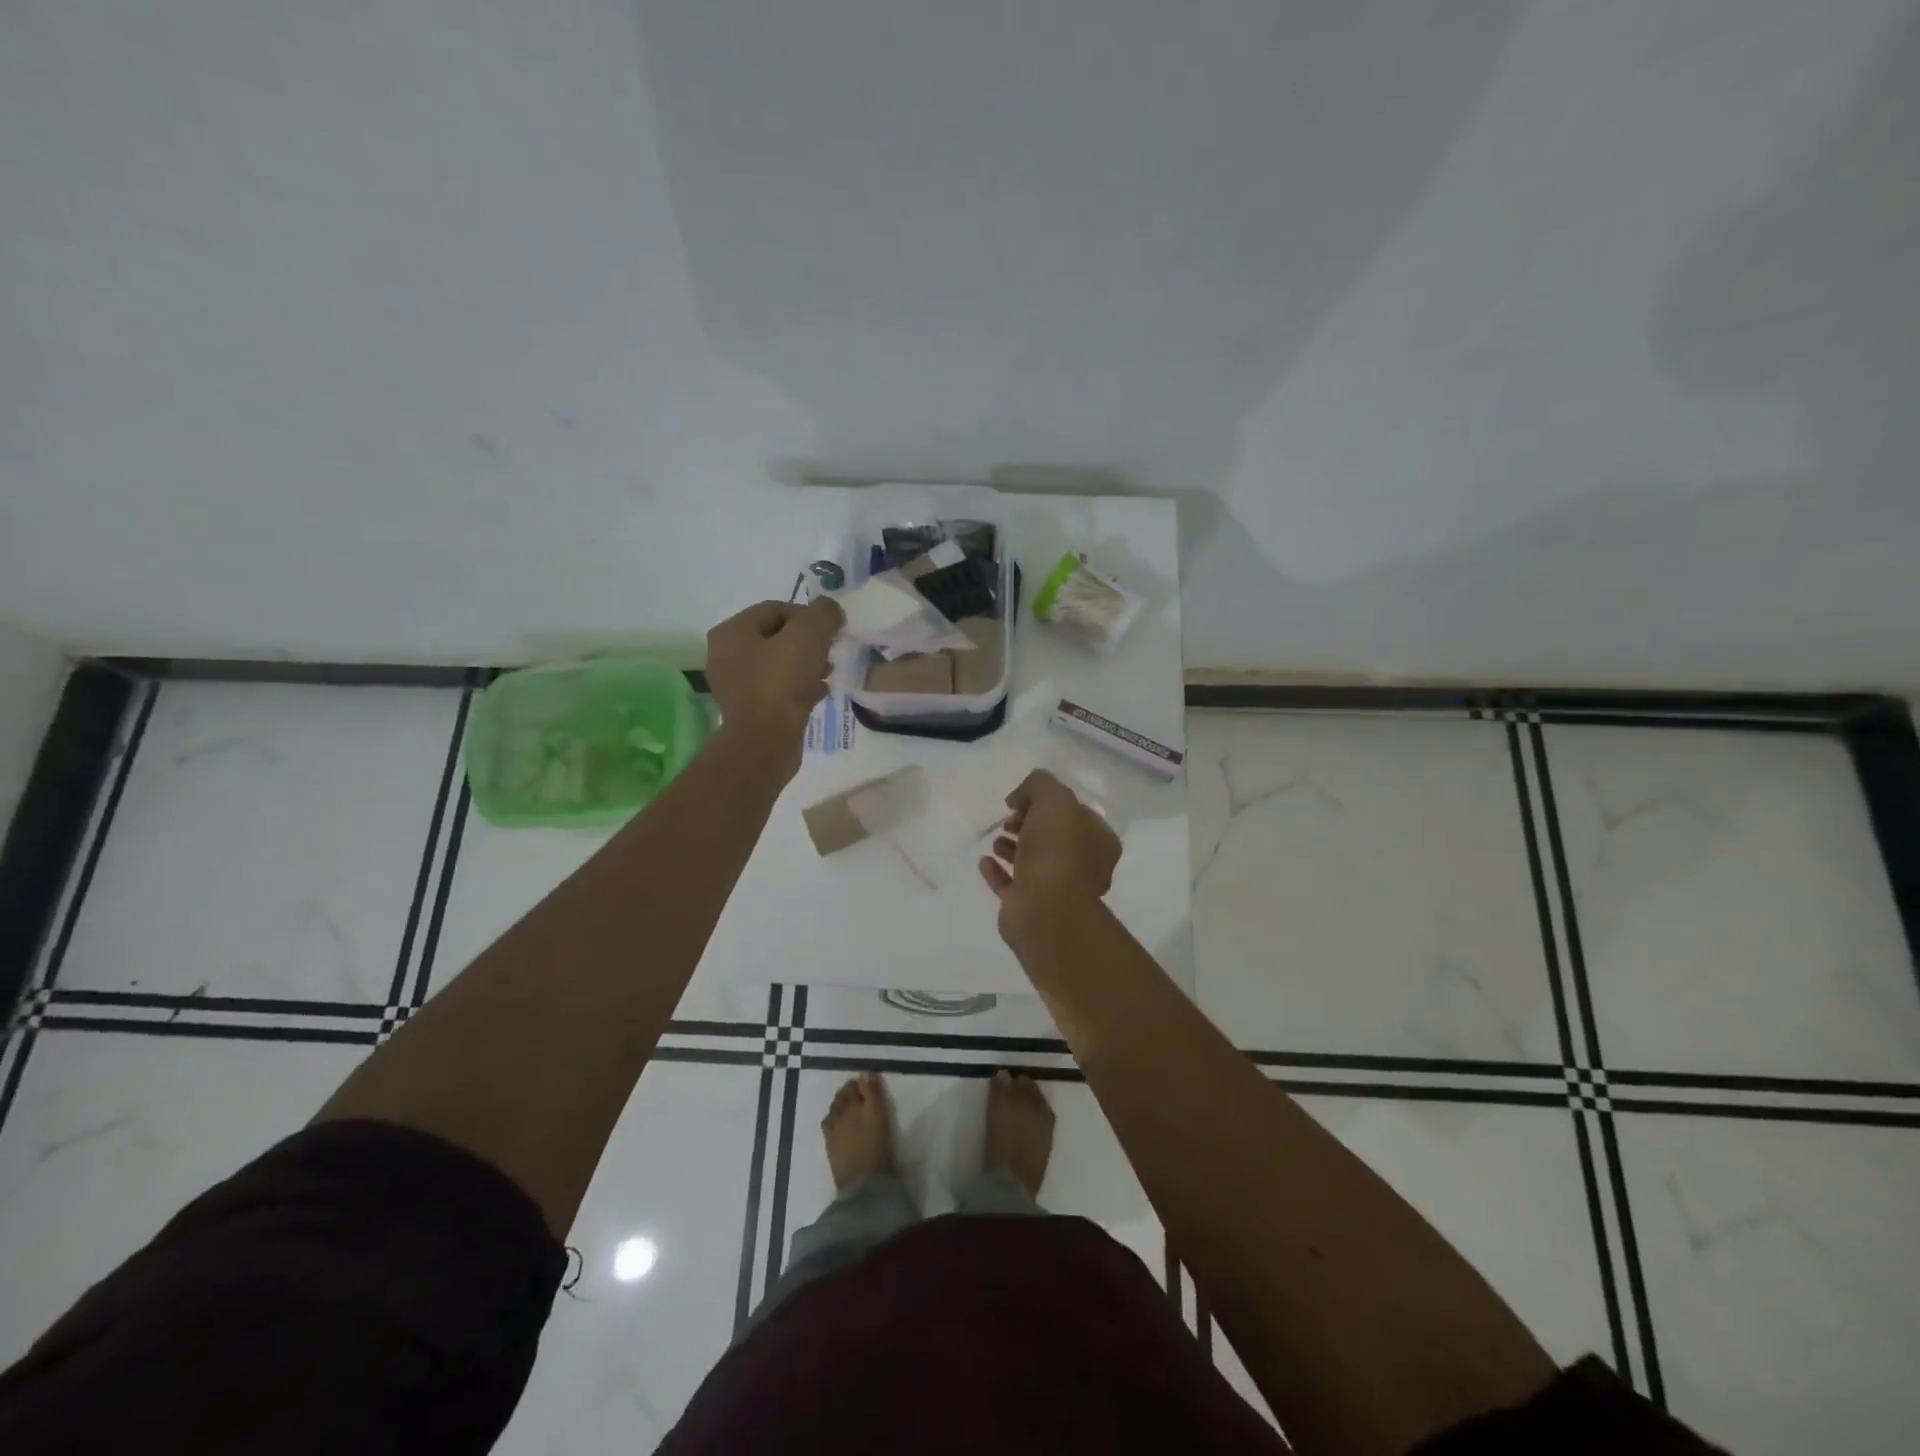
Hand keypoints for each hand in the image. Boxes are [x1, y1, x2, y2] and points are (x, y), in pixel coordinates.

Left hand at [705, 598, 842, 764]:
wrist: (764, 742)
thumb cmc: (780, 683)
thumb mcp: (807, 637)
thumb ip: (822, 614)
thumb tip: (831, 610)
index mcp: (731, 632)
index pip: (775, 609)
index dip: (807, 615)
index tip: (831, 630)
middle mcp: (726, 655)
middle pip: (777, 636)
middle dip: (808, 641)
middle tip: (830, 651)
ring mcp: (737, 685)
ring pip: (779, 664)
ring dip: (807, 664)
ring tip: (828, 672)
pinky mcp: (750, 710)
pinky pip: (779, 689)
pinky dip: (800, 687)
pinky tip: (820, 692)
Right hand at [979, 770, 1121, 933]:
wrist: (1046, 908)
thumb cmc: (1057, 849)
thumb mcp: (1053, 798)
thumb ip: (1039, 784)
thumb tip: (1019, 798)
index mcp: (1099, 840)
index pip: (1074, 813)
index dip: (1047, 802)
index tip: (1021, 800)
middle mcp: (1083, 866)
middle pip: (1053, 838)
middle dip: (1029, 824)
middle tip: (1008, 820)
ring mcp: (1058, 890)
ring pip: (1033, 862)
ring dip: (1013, 848)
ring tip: (996, 840)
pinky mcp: (1031, 908)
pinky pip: (1012, 885)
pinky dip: (998, 872)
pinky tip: (984, 861)